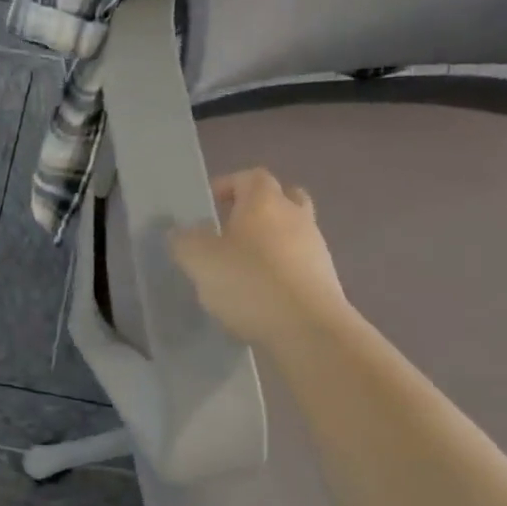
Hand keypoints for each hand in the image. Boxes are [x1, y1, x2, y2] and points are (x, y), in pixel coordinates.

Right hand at [169, 168, 349, 350]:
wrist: (308, 329)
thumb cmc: (249, 282)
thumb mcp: (199, 261)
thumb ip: (184, 241)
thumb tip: (181, 232)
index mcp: (265, 201)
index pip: (250, 176)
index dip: (228, 185)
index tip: (208, 206)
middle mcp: (296, 216)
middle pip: (281, 198)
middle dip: (256, 210)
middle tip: (231, 230)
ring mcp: (316, 248)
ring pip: (292, 232)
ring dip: (271, 242)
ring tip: (242, 268)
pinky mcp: (325, 279)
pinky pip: (299, 263)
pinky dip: (281, 270)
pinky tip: (261, 294)